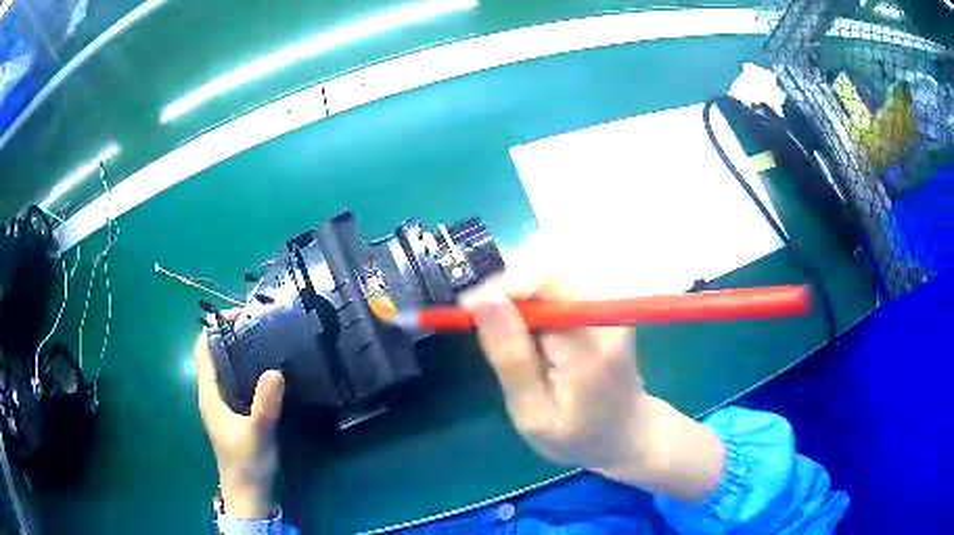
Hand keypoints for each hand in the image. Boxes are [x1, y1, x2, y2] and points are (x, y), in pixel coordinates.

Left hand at [194, 313, 285, 518]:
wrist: (247, 493)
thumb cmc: (247, 463)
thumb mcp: (258, 433)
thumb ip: (265, 404)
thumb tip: (275, 371)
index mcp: (209, 395)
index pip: (204, 350)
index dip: (215, 328)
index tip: (240, 316)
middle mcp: (211, 395)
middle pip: (214, 355)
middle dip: (230, 336)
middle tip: (259, 325)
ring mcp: (221, 405)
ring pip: (225, 369)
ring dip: (239, 352)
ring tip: (264, 341)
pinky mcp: (232, 414)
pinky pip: (234, 382)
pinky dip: (245, 369)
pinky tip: (265, 372)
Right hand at [461, 240, 724, 501]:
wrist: (626, 432)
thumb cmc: (578, 436)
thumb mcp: (534, 413)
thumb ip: (510, 358)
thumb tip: (482, 299)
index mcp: (592, 342)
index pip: (547, 282)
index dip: (502, 285)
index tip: (465, 309)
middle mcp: (606, 309)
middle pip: (548, 266)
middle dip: (504, 284)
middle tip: (474, 316)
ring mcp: (608, 300)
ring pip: (550, 266)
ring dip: (514, 285)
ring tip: (496, 321)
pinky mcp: (603, 299)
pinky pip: (558, 277)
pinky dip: (530, 289)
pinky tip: (520, 317)